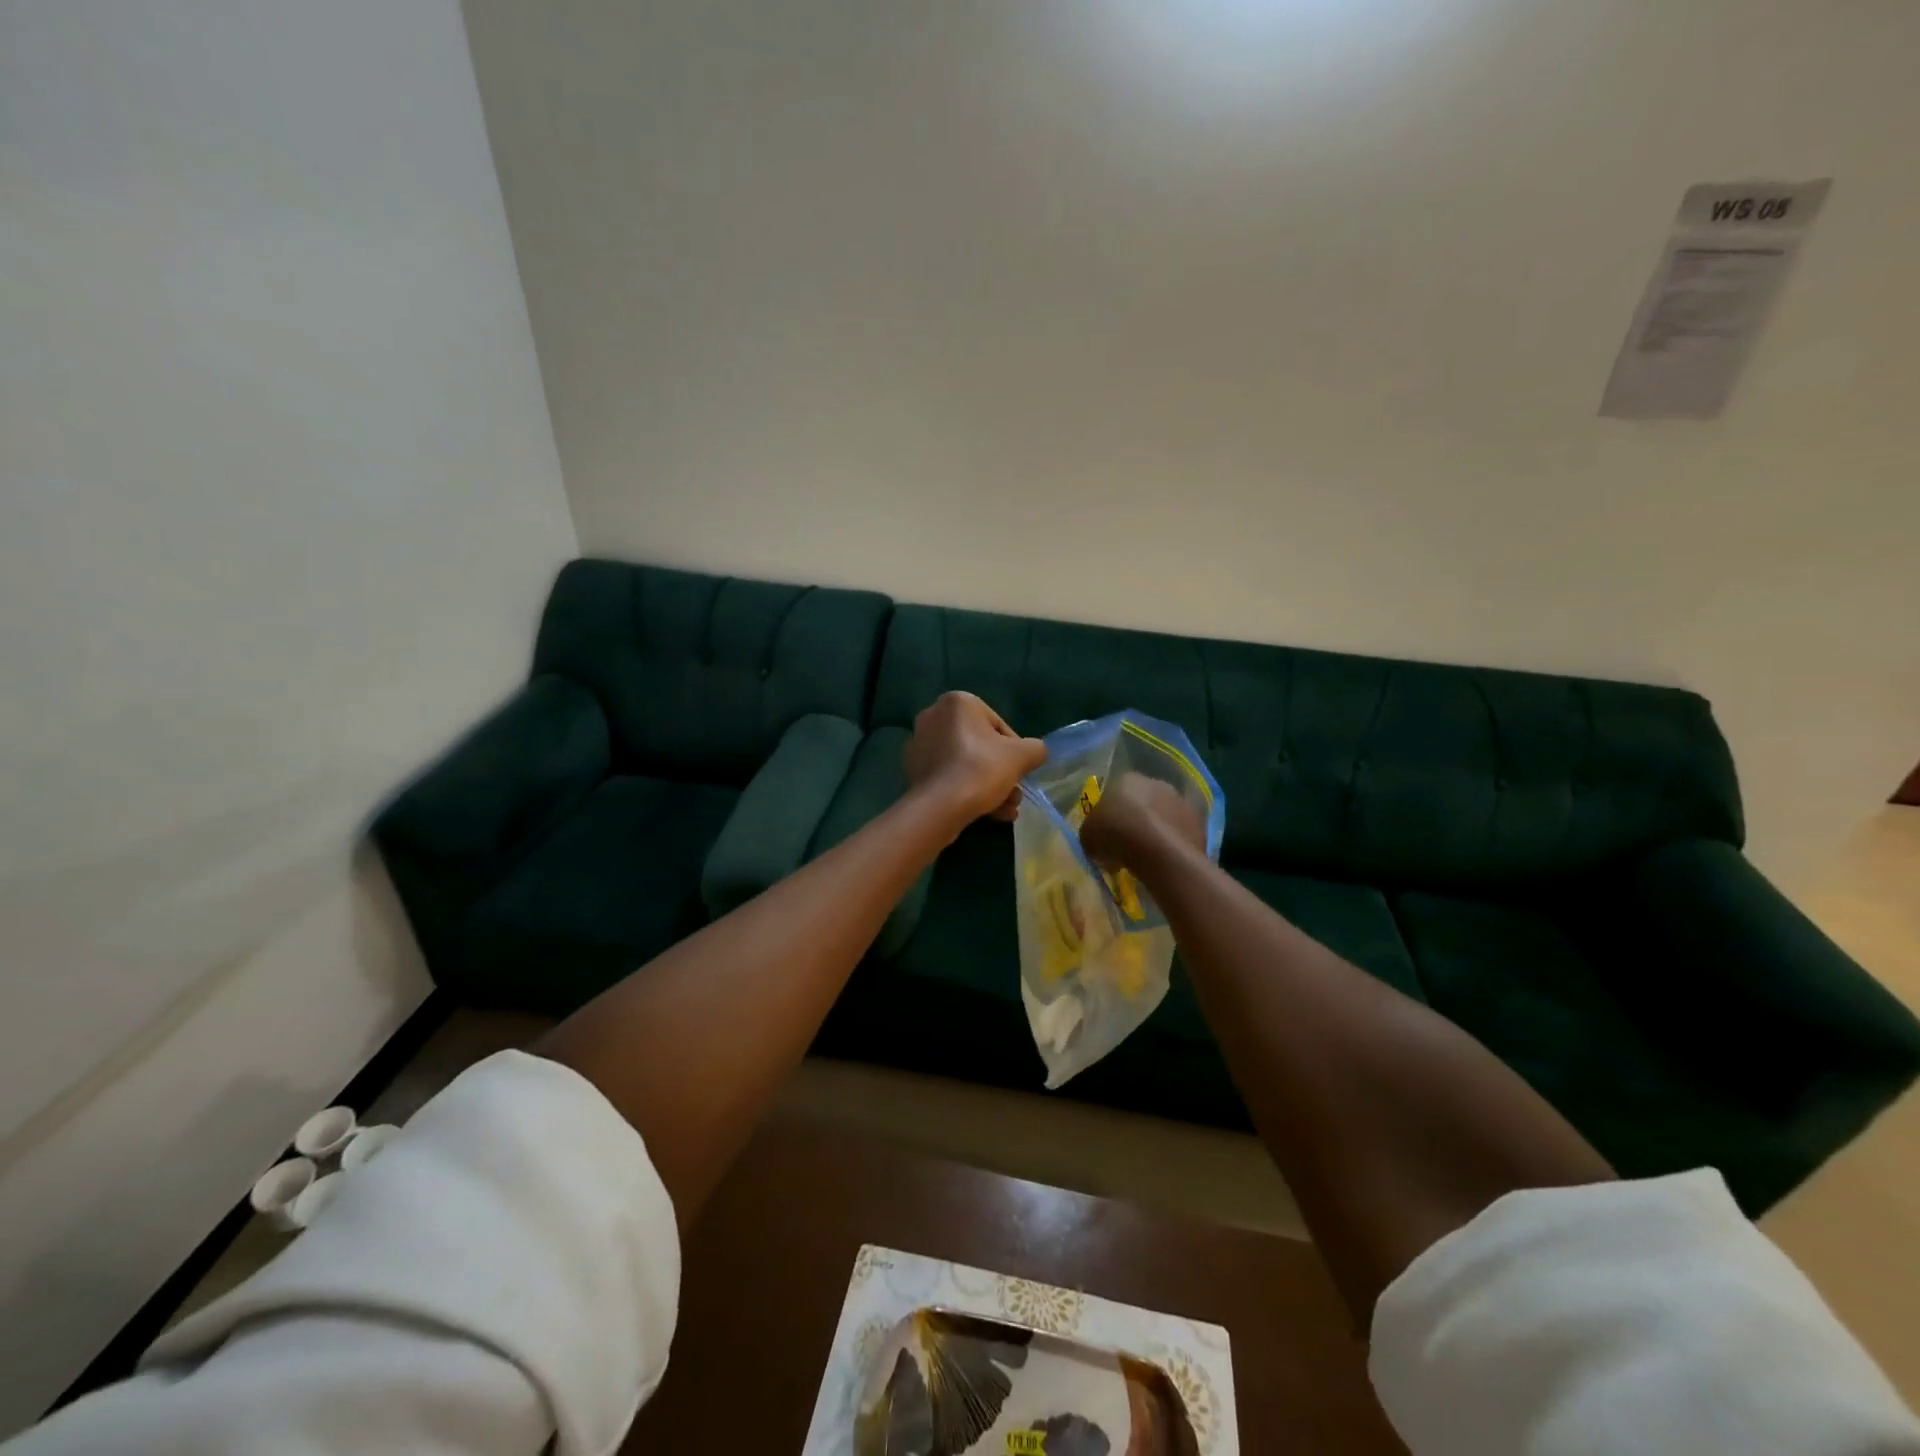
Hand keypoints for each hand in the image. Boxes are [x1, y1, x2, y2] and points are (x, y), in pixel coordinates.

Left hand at [901, 692, 1046, 823]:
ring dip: (989, 786)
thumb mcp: (1022, 756)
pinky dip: (967, 790)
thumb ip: (1035, 749)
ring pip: (965, 764)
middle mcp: (933, 716)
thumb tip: (1036, 752)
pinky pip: (949, 776)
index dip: (1015, 751)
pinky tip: (986, 813)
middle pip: (981, 746)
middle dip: (1001, 773)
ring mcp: (919, 743)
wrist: (939, 807)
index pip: (998, 725)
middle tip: (1014, 795)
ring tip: (1006, 810)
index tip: (1020, 772)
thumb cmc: (981, 769)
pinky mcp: (913, 769)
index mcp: (958, 702)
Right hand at [1079, 772, 1204, 872]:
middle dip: (1136, 819)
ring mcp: (1181, 802)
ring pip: (1164, 816)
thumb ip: (1092, 831)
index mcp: (1127, 779)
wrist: (1159, 852)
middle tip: (1126, 843)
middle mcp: (1157, 783)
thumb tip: (1096, 837)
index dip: (1110, 813)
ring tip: (1147, 856)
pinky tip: (1165, 861)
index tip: (1106, 833)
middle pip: (1143, 801)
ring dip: (1157, 830)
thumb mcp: (1088, 835)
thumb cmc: (1116, 834)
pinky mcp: (1199, 822)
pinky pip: (1180, 833)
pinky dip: (1174, 844)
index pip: (1115, 792)